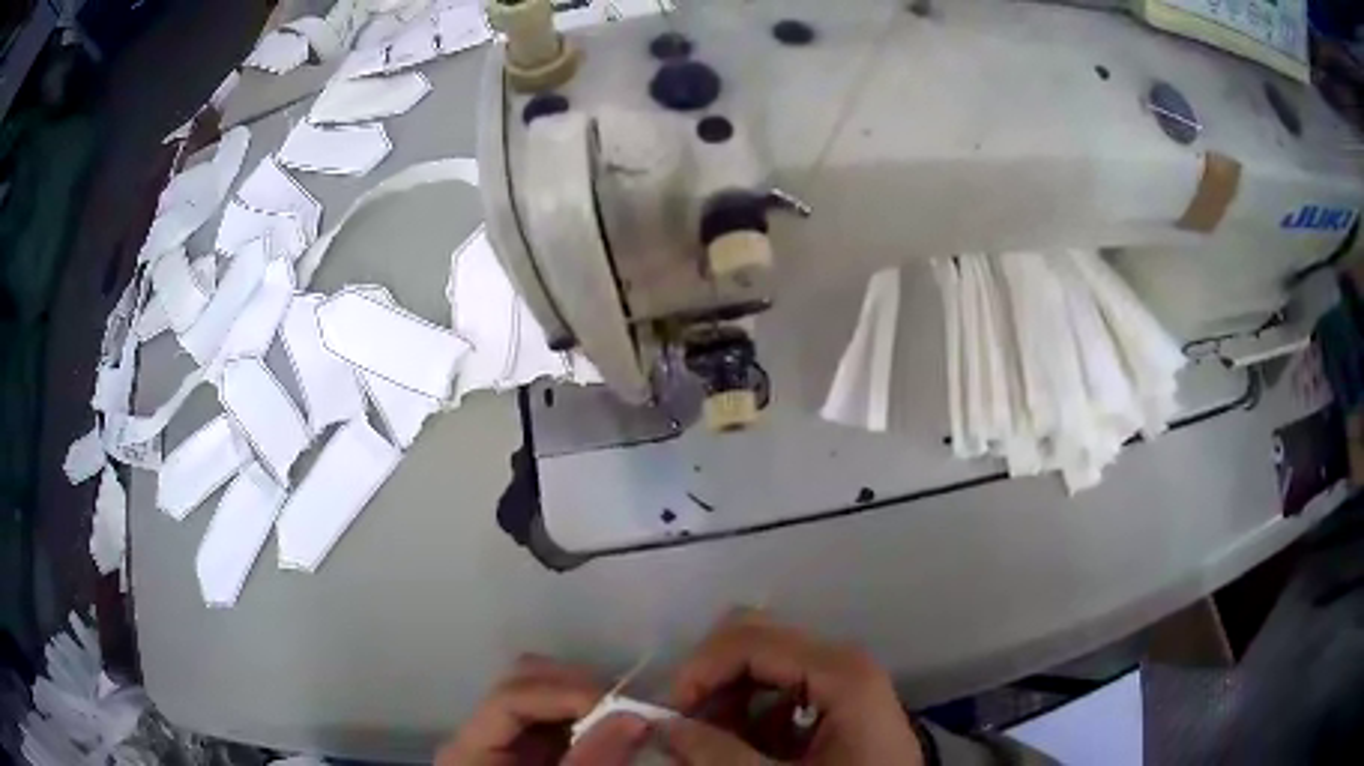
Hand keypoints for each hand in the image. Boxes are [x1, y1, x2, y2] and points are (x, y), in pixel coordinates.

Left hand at [436, 655, 649, 765]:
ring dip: (587, 702)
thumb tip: (636, 715)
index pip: (510, 698)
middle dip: (579, 689)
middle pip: (522, 684)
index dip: (565, 693)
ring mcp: (505, 744)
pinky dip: (588, 720)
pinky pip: (557, 722)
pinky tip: (614, 734)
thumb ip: (592, 763)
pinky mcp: (529, 755)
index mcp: (470, 750)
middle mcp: (482, 735)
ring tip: (628, 721)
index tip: (622, 709)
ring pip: (542, 697)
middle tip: (630, 711)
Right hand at [663, 609, 924, 764]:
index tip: (670, 715)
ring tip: (712, 742)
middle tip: (687, 727)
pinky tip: (746, 748)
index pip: (748, 641)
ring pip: (762, 664)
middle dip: (711, 680)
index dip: (699, 671)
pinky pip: (779, 690)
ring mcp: (841, 678)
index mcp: (838, 671)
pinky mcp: (837, 699)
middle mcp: (841, 661)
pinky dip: (749, 713)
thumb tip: (663, 726)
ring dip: (727, 699)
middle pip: (754, 640)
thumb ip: (719, 755)